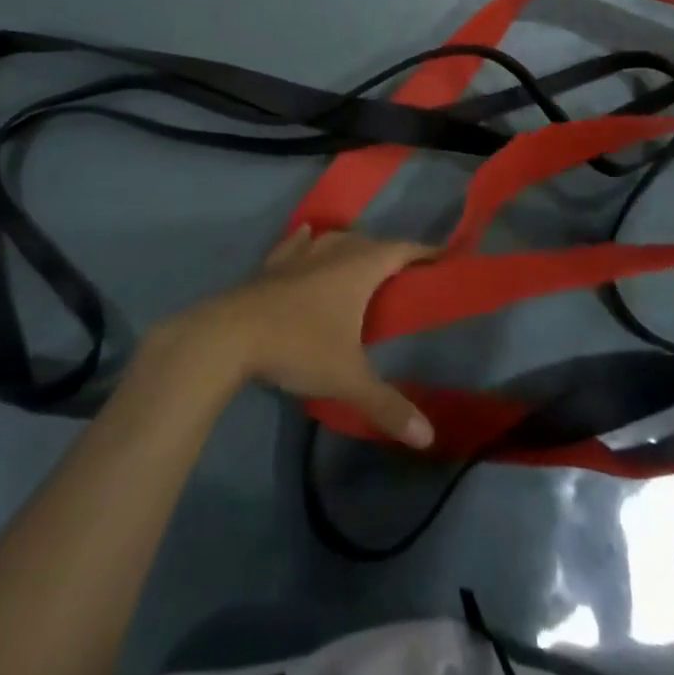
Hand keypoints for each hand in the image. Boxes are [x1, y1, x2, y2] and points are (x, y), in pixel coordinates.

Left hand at [155, 228, 436, 447]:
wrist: (230, 334)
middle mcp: (332, 252)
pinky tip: (307, 236)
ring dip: (351, 244)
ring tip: (361, 257)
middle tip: (404, 271)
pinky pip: (297, 244)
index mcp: (357, 269)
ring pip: (333, 239)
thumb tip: (429, 437)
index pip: (400, 250)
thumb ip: (388, 406)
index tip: (443, 255)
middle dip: (389, 252)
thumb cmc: (298, 347)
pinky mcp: (271, 264)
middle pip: (368, 242)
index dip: (423, 252)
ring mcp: (298, 255)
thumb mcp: (348, 380)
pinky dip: (308, 241)